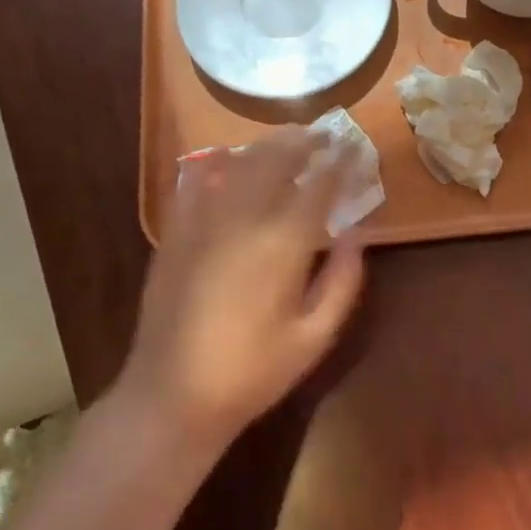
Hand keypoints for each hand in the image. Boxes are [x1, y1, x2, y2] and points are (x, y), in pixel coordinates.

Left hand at [121, 128, 364, 448]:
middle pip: (277, 160)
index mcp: (283, 242)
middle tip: (323, 134)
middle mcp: (244, 218)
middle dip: (303, 141)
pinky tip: (231, 161)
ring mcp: (204, 221)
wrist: (172, 395)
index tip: (351, 145)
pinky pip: (199, 182)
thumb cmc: (253, 371)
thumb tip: (357, 232)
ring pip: (240, 163)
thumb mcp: (315, 336)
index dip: (338, 160)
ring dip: (267, 146)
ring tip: (288, 141)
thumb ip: (344, 279)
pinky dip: (220, 164)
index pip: (318, 184)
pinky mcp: (176, 232)